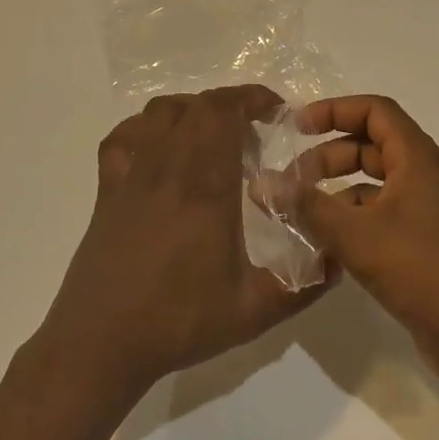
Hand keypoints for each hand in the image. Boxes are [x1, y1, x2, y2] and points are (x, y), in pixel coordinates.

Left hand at [36, 85, 328, 403]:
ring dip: (192, 112)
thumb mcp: (253, 310)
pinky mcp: (107, 189)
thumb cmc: (178, 321)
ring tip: (212, 138)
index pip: (224, 113)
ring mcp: (131, 174)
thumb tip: (337, 262)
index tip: (276, 110)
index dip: (252, 98)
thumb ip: (302, 284)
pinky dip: (147, 128)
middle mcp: (166, 166)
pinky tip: (160, 151)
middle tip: (254, 133)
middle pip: (197, 107)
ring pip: (160, 113)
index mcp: (204, 185)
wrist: (101, 341)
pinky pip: (124, 136)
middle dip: (231, 106)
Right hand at [292, 95, 438, 359]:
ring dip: (337, 192)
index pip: (374, 110)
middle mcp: (425, 177)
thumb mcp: (356, 235)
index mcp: (417, 159)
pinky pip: (382, 216)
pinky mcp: (425, 244)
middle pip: (371, 146)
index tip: (297, 127)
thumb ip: (306, 206)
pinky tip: (326, 246)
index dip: (334, 110)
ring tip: (301, 214)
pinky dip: (352, 220)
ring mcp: (428, 212)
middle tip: (292, 180)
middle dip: (328, 156)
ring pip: (375, 184)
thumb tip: (261, 183)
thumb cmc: (422, 270)